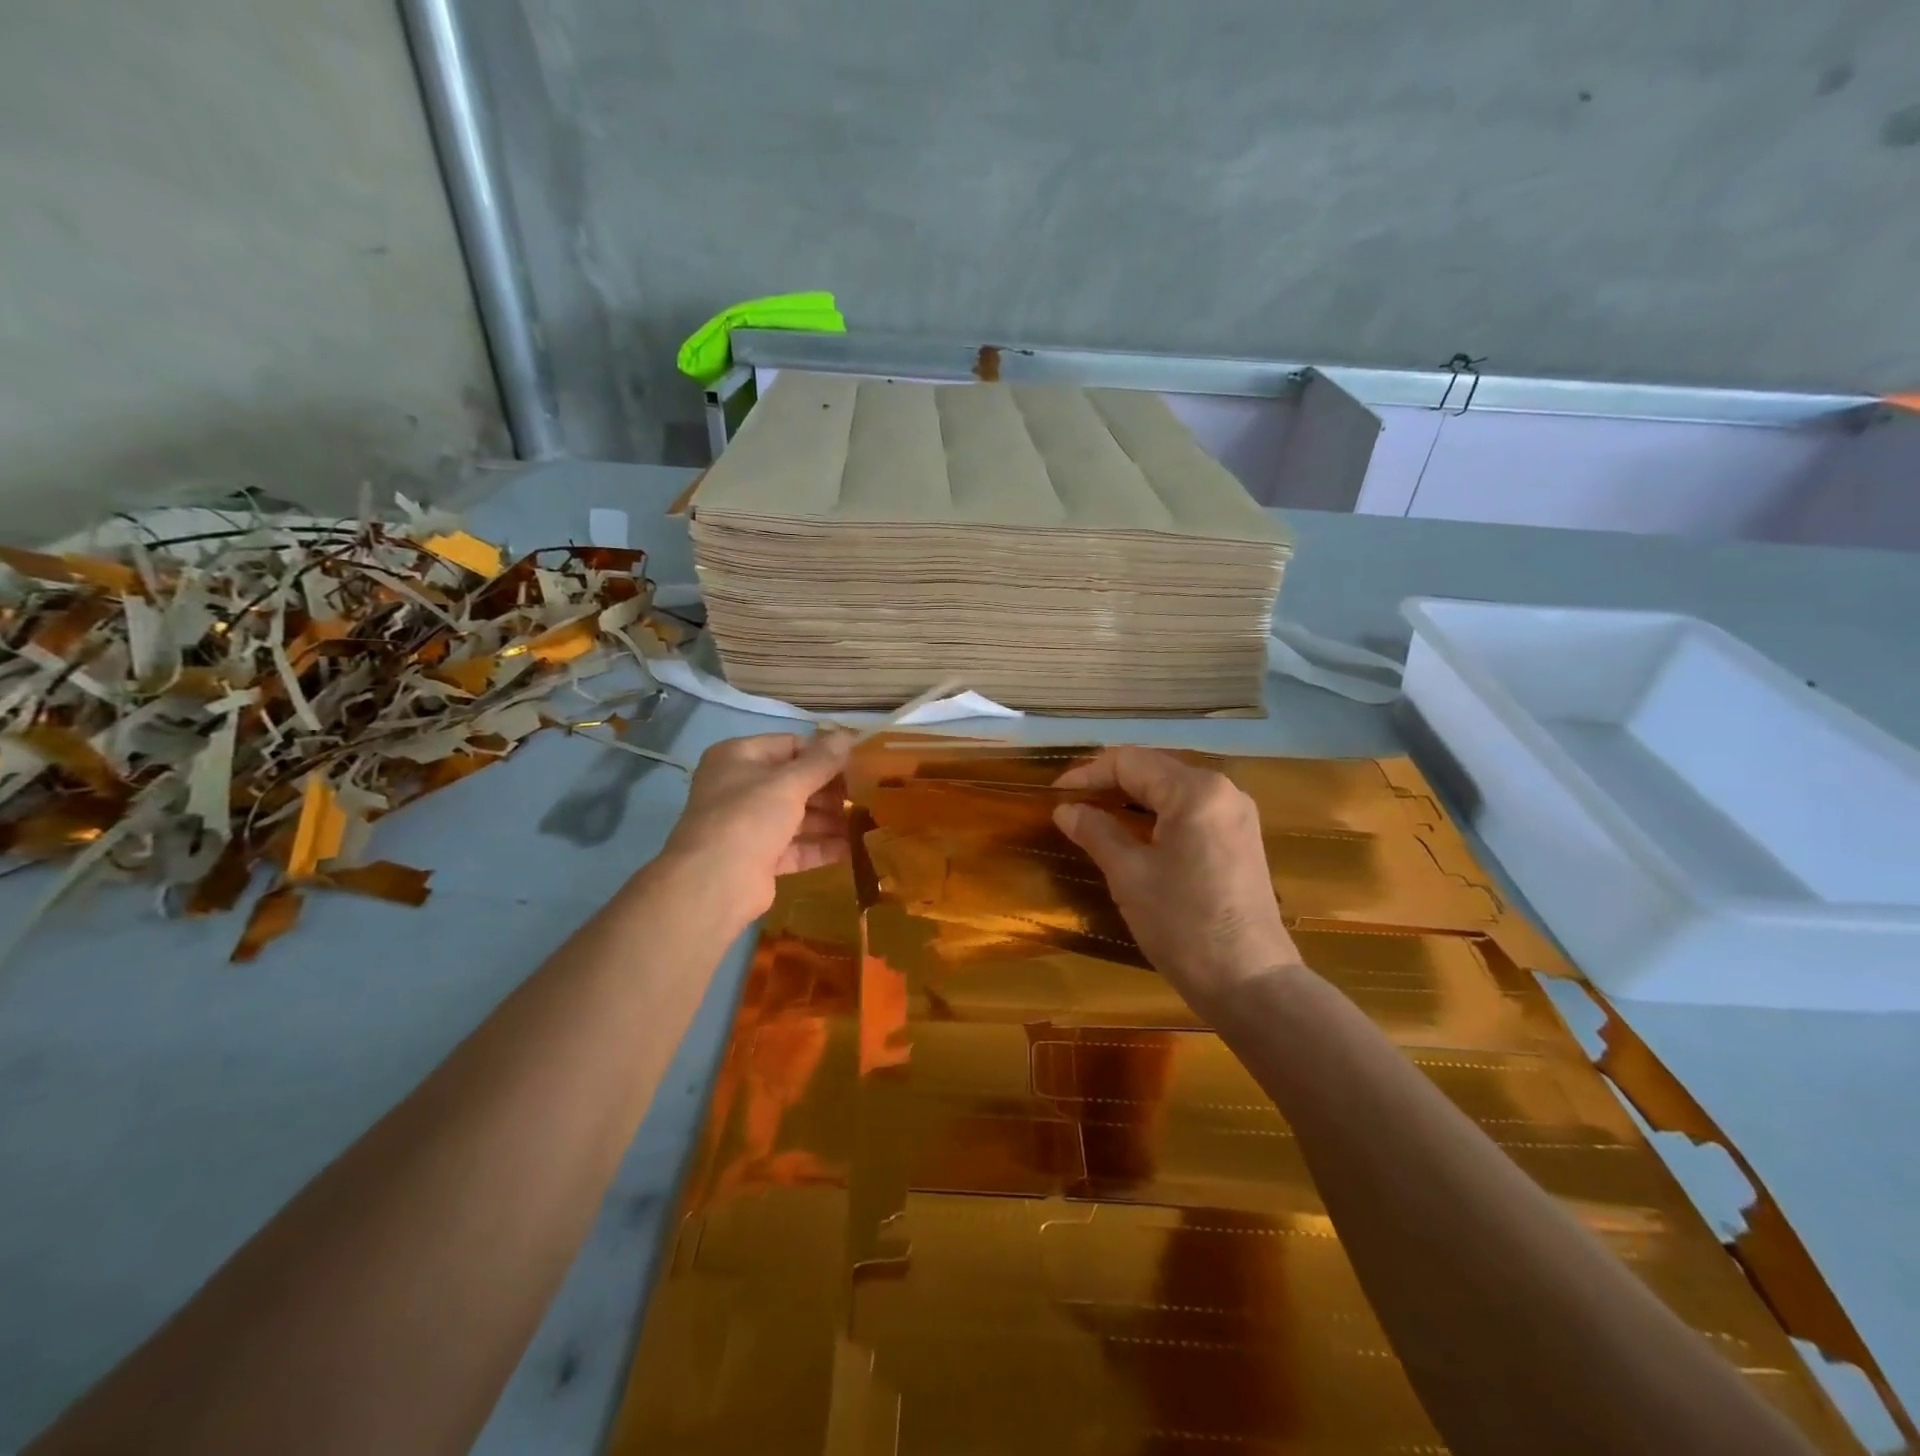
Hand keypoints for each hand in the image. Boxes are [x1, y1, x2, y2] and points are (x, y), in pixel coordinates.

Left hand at [658, 731, 852, 922]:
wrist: (714, 883)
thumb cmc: (749, 817)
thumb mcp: (789, 782)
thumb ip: (821, 761)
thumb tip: (848, 735)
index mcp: (738, 758)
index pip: (789, 745)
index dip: (823, 753)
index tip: (857, 762)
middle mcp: (740, 788)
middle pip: (794, 782)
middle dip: (830, 790)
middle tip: (866, 794)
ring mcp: (748, 825)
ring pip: (796, 816)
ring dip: (830, 820)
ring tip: (867, 821)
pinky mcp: (759, 858)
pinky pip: (795, 847)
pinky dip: (821, 846)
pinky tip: (852, 848)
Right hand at [1052, 747, 1301, 1010]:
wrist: (1250, 982)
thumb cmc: (1183, 924)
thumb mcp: (1129, 875)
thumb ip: (1096, 831)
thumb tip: (1065, 809)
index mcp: (1195, 790)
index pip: (1129, 762)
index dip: (1087, 774)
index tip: (1054, 795)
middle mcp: (1222, 789)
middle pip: (1154, 769)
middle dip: (1109, 782)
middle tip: (1070, 804)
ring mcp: (1237, 813)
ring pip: (1172, 788)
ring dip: (1132, 797)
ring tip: (1094, 815)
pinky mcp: (1241, 838)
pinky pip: (1190, 809)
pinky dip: (1157, 813)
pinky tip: (1133, 832)